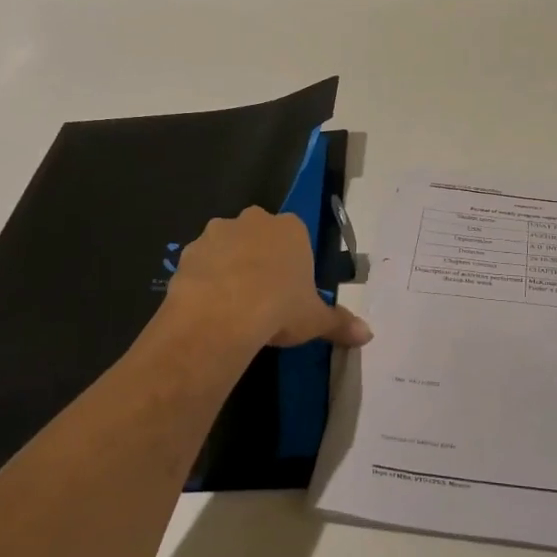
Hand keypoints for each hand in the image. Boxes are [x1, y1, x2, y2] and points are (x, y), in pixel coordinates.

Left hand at [166, 206, 372, 349]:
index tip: (291, 289)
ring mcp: (217, 233)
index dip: (293, 262)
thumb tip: (368, 335)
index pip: (296, 236)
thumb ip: (340, 323)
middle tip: (263, 295)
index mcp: (291, 228)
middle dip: (260, 257)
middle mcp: (254, 221)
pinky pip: (201, 264)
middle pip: (260, 236)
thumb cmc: (279, 308)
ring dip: (230, 266)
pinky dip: (205, 279)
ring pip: (227, 246)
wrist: (220, 316)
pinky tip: (209, 307)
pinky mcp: (187, 252)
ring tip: (233, 304)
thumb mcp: (316, 320)